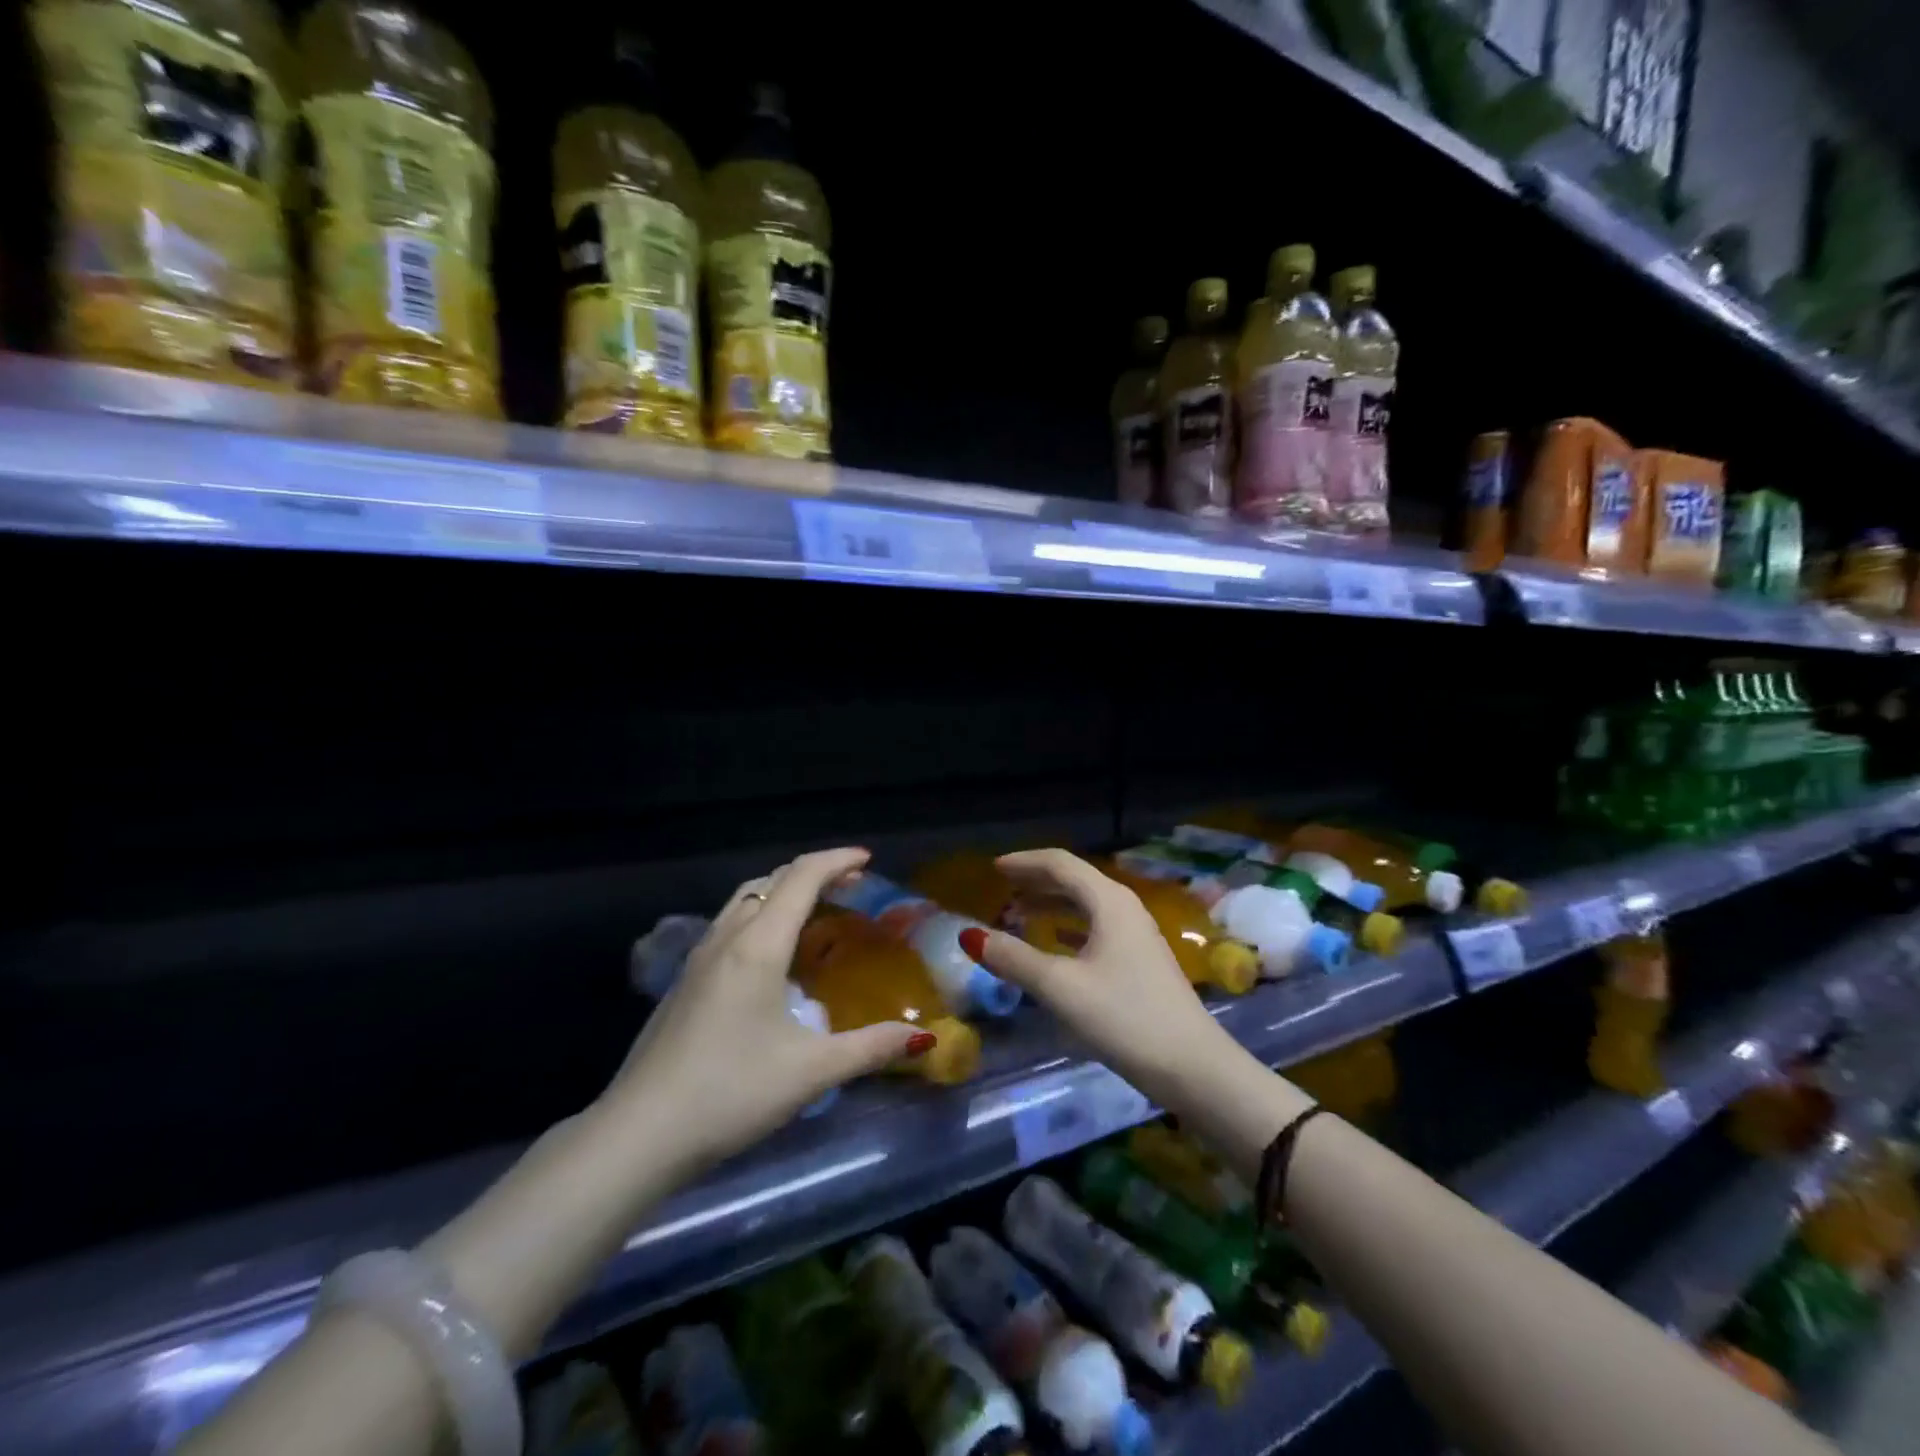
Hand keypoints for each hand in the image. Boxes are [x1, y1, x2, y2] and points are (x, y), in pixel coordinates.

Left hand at [608, 848, 924, 1172]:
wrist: (638, 1134)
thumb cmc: (730, 1093)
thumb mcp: (810, 1072)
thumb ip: (870, 1048)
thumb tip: (923, 1036)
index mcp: (758, 946)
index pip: (801, 878)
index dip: (836, 860)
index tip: (868, 860)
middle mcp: (726, 938)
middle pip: (771, 881)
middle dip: (813, 872)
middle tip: (850, 885)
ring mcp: (698, 959)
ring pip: (744, 900)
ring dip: (782, 891)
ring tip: (814, 910)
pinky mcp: (683, 982)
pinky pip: (728, 924)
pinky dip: (760, 915)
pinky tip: (770, 955)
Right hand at [960, 849, 1243, 1108]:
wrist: (1193, 1067)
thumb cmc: (1124, 1017)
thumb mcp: (1060, 987)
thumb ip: (1014, 959)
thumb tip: (970, 936)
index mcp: (1109, 902)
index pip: (1061, 863)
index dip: (1025, 862)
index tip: (993, 868)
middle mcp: (1125, 908)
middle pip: (1075, 880)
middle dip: (1037, 880)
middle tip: (1002, 886)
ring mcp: (1137, 935)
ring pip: (1087, 905)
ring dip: (1053, 904)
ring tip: (1020, 912)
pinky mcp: (1141, 961)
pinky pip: (1096, 928)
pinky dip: (1069, 927)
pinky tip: (1056, 943)